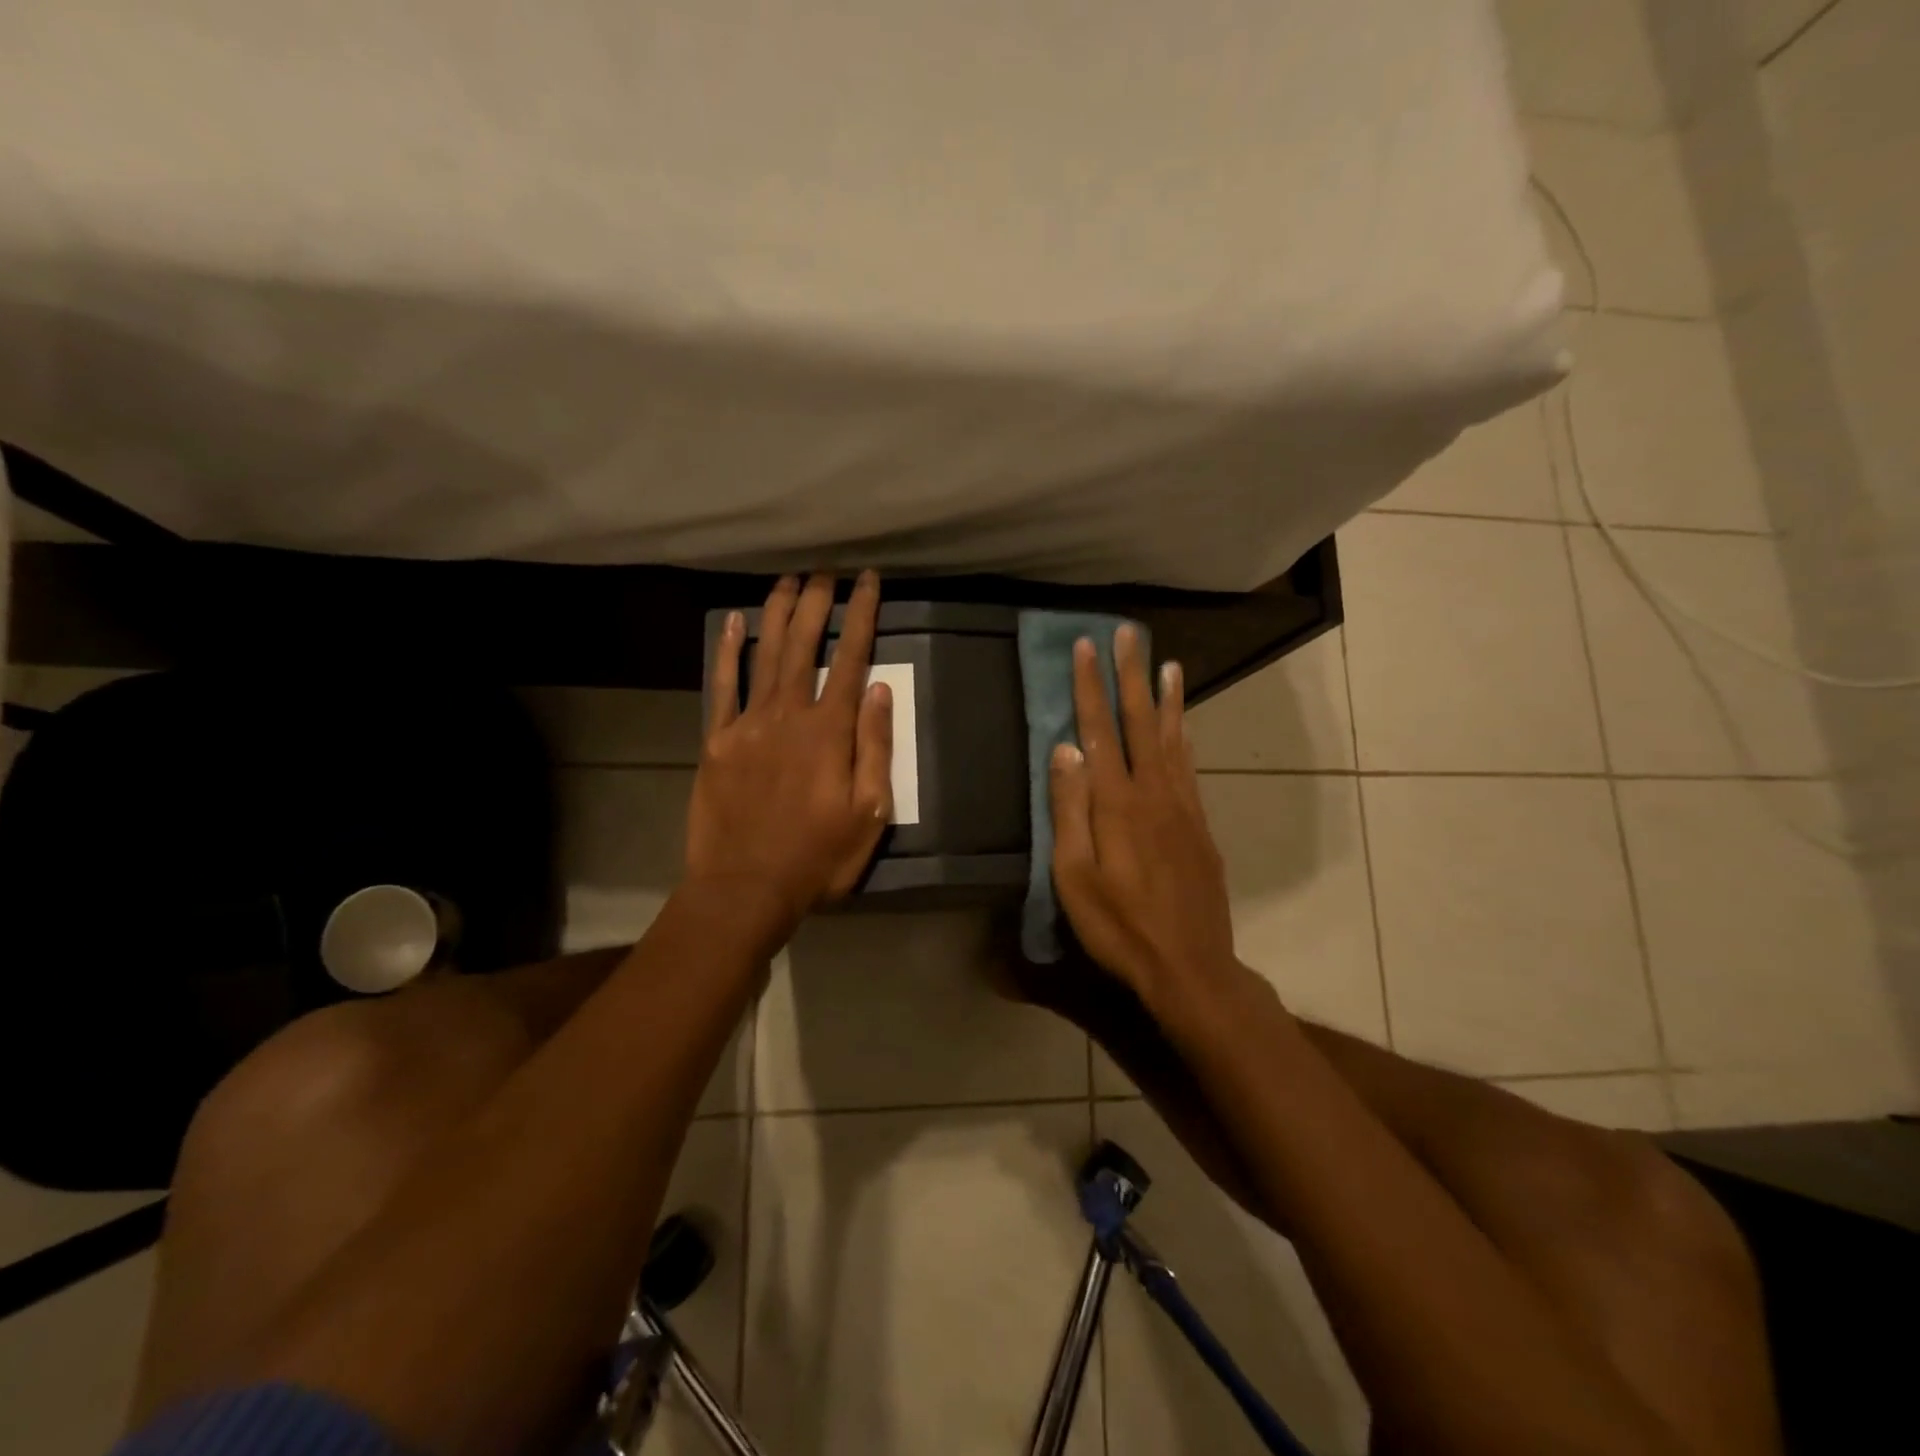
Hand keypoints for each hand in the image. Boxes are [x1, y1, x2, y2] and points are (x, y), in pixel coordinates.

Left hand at [686, 572, 894, 937]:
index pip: (851, 659)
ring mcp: (748, 724)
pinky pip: (722, 686)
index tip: (869, 581)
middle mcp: (788, 714)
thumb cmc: (817, 856)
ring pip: (764, 655)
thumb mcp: (869, 813)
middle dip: (817, 602)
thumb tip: (880, 689)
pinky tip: (731, 622)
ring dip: (777, 613)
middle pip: (804, 645)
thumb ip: (875, 747)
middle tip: (826, 570)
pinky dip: (727, 651)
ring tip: (788, 580)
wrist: (745, 887)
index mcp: (830, 731)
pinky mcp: (717, 740)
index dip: (862, 615)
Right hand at [1048, 626, 1239, 1016]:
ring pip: (1174, 739)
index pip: (1099, 731)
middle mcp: (1154, 793)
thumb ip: (1070, 810)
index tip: (1086, 647)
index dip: (1091, 687)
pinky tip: (1186, 724)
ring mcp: (1183, 808)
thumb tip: (1064, 749)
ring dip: (1167, 698)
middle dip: (1131, 675)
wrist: (1190, 966)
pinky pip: (1190, 767)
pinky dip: (1186, 736)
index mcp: (1117, 804)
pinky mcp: (1199, 826)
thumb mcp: (1075, 877)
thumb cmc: (1119, 926)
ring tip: (1167, 663)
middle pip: (1141, 722)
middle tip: (1128, 634)